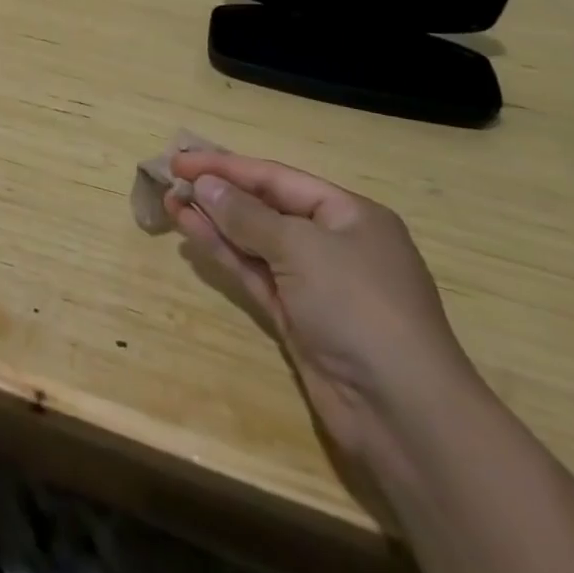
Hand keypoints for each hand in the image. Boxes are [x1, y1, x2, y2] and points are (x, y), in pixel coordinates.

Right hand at [165, 151, 480, 483]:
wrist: (403, 414)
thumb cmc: (359, 307)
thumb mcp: (301, 248)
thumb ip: (247, 214)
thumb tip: (204, 185)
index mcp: (350, 215)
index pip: (277, 178)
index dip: (227, 166)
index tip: (181, 158)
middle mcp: (334, 243)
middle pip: (265, 207)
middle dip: (219, 192)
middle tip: (171, 177)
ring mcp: (315, 284)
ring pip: (254, 241)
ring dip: (213, 220)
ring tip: (170, 201)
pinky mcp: (297, 317)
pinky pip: (254, 272)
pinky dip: (223, 252)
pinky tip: (192, 232)